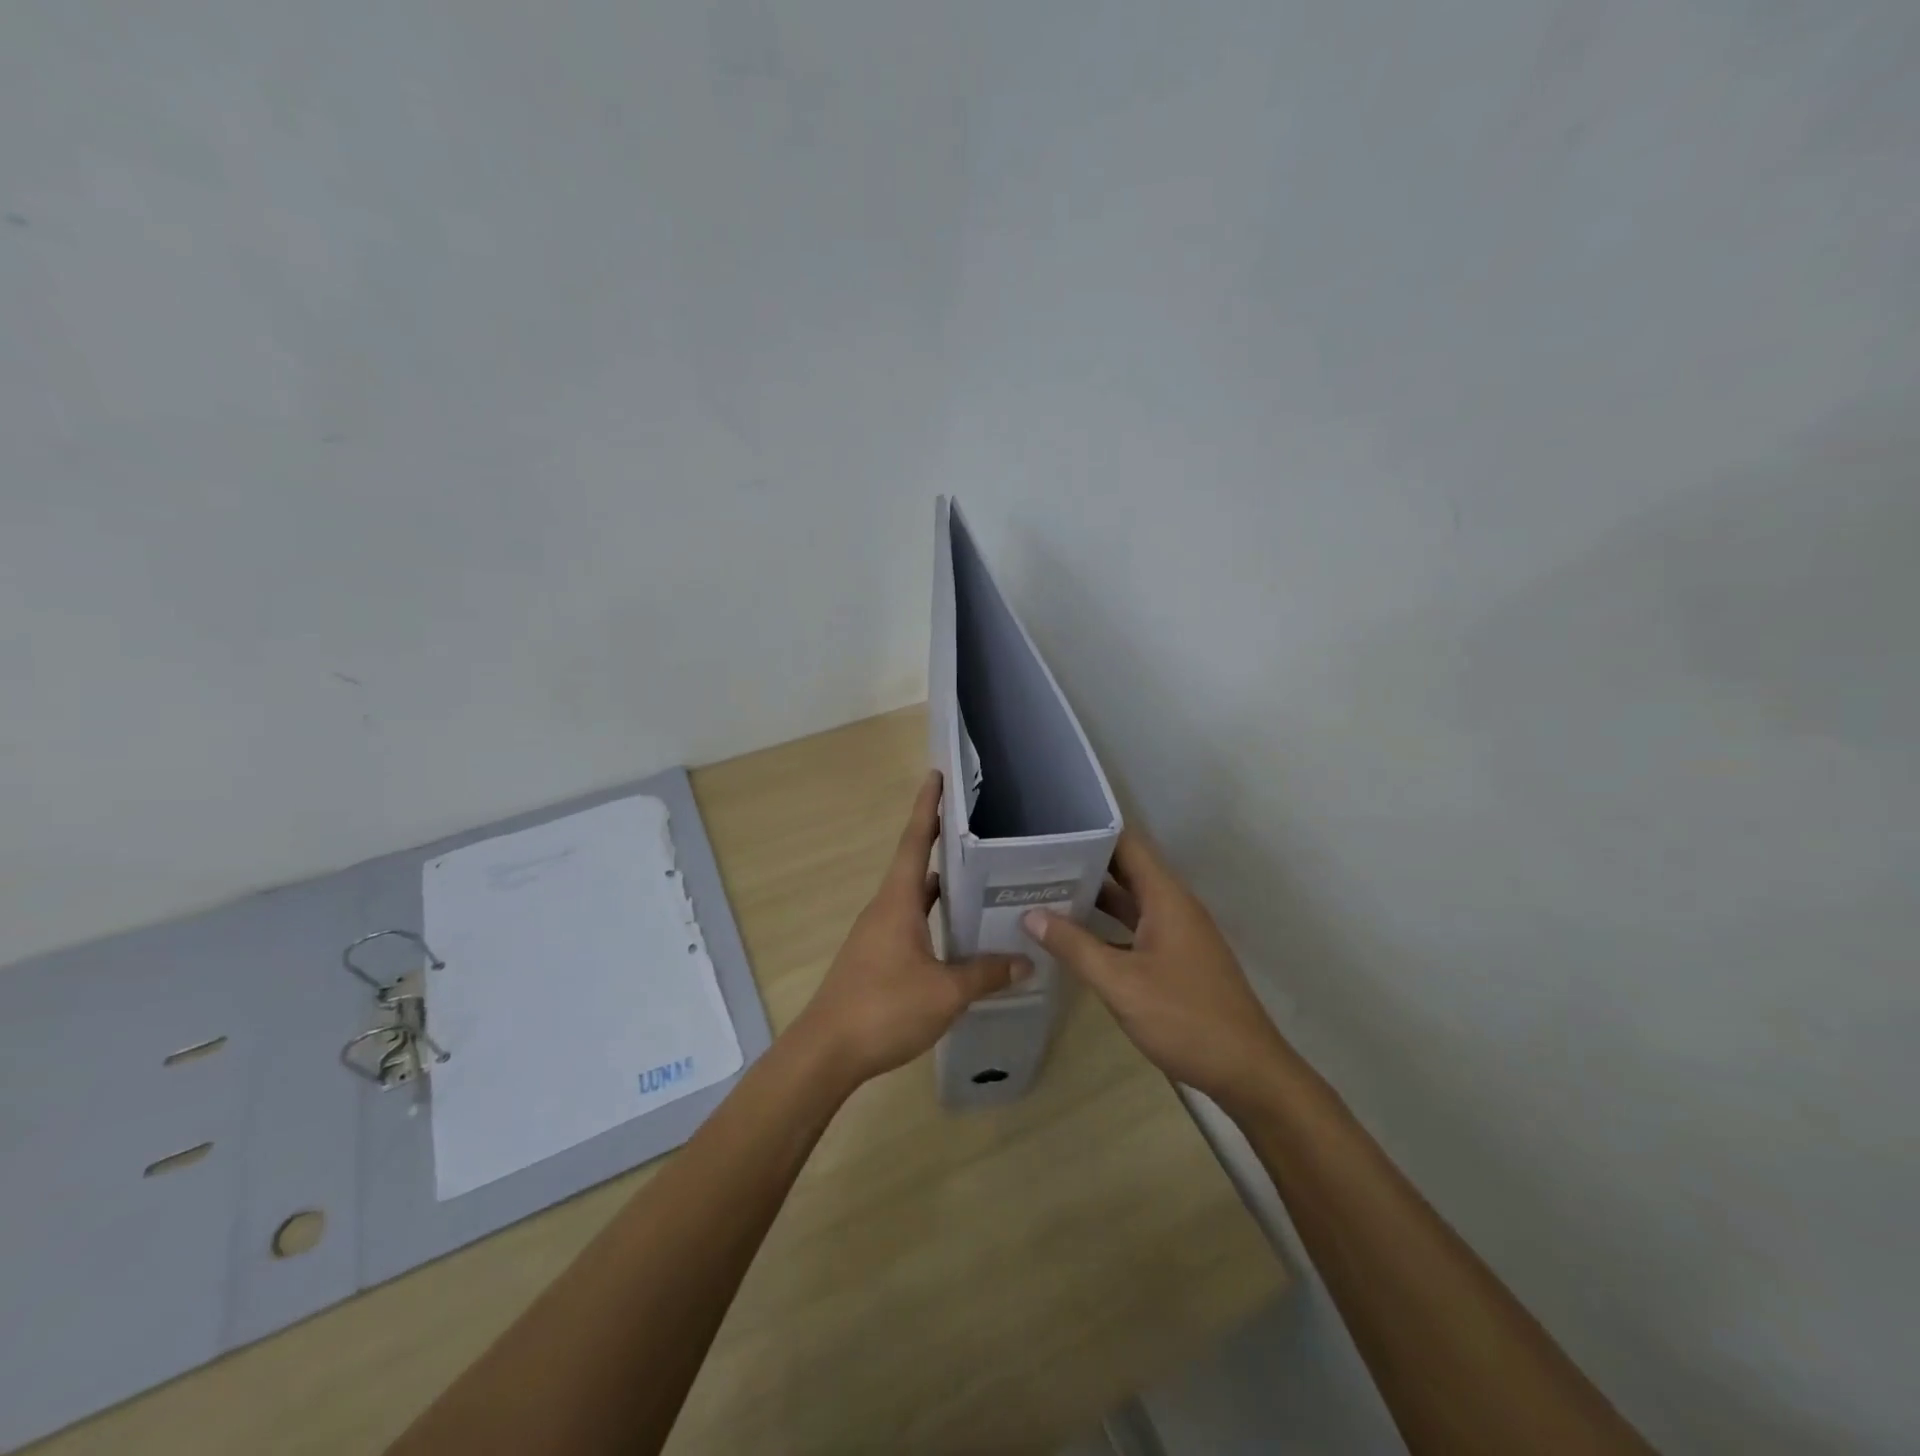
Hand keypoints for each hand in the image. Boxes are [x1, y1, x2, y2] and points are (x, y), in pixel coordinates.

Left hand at [792, 770, 1030, 1087]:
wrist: (827, 1052)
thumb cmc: (884, 1008)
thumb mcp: (945, 992)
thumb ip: (986, 973)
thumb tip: (1026, 961)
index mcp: (897, 902)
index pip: (914, 841)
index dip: (927, 808)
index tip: (936, 776)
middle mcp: (885, 909)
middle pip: (914, 864)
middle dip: (941, 842)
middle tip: (977, 828)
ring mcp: (877, 934)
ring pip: (913, 897)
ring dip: (940, 885)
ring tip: (978, 877)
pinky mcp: (876, 958)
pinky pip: (910, 923)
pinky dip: (933, 917)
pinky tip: (957, 934)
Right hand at [1024, 830, 1289, 1109]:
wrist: (1247, 1071)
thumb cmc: (1185, 1018)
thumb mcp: (1121, 983)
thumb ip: (1075, 946)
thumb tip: (1031, 914)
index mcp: (1166, 897)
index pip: (1127, 844)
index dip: (1090, 832)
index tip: (1050, 831)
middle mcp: (1172, 906)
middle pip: (1125, 870)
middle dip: (1082, 864)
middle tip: (1034, 862)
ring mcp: (1176, 933)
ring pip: (1128, 901)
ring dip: (1091, 897)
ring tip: (1043, 891)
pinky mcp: (1175, 959)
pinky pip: (1134, 928)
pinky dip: (1105, 926)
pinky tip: (1073, 936)